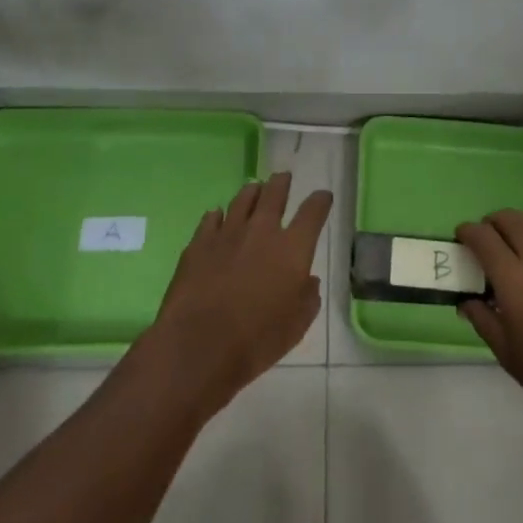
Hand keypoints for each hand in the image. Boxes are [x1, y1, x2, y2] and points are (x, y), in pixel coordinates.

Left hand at [147, 171, 330, 412]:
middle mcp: (262, 230)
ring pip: (243, 199)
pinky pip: (211, 218)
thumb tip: (308, 281)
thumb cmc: (256, 340)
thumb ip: (308, 298)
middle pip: (275, 193)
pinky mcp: (199, 243)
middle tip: (283, 177)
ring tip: (255, 189)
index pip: (313, 212)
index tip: (323, 196)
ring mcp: (228, 233)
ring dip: (252, 192)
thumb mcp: (297, 326)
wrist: (198, 345)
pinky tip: (218, 217)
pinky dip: (219, 215)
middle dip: (282, 183)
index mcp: (292, 248)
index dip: (320, 201)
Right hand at [456, 210, 522, 440]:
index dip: (468, 232)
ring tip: (515, 247)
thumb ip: (483, 319)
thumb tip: (467, 302)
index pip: (483, 237)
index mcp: (514, 278)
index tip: (461, 238)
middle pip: (512, 219)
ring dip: (521, 227)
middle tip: (487, 240)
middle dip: (494, 222)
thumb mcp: (507, 353)